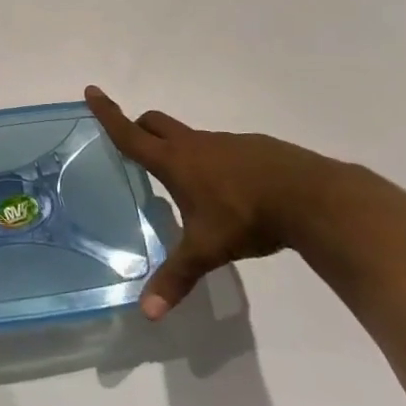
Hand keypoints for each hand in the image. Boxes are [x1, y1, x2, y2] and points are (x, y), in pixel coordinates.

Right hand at [84, 86, 351, 319]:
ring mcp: (229, 143)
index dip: (108, 113)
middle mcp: (196, 144)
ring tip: (189, 185)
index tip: (92, 90)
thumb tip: (147, 314)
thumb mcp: (207, 250)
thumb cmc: (247, 217)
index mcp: (175, 161)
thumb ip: (177, 277)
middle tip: (135, 142)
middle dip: (140, 126)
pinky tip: (233, 192)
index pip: (130, 133)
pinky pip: (224, 149)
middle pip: (157, 122)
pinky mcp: (257, 148)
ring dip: (181, 149)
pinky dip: (216, 161)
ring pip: (192, 137)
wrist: (314, 197)